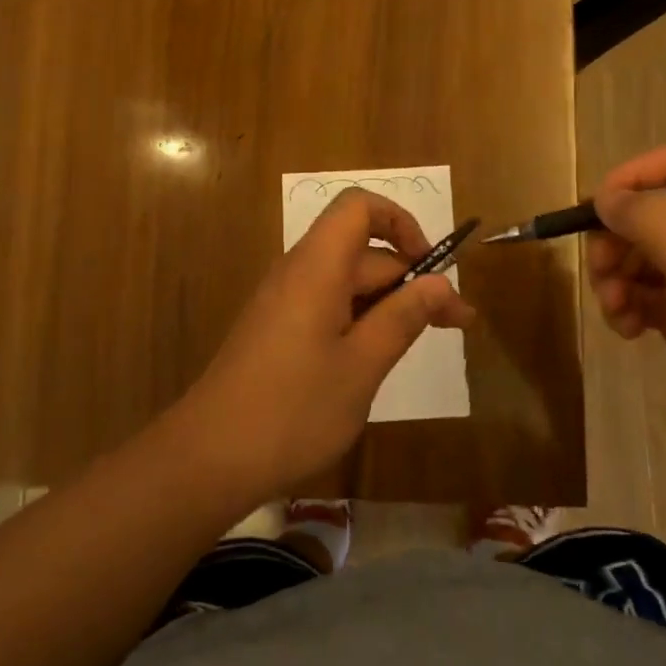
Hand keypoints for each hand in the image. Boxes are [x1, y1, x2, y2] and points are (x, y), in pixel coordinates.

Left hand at [177, 188, 476, 505]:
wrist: (208, 458)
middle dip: (411, 279)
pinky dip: (360, 321)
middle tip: (456, 325)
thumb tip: (439, 283)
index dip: (400, 222)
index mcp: (317, 267)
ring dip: (389, 304)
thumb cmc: (293, 410)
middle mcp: (298, 272)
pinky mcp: (277, 330)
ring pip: (347, 283)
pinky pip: (328, 306)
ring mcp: (284, 302)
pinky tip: (377, 359)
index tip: (431, 266)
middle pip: (362, 251)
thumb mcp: (362, 365)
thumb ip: (403, 317)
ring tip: (424, 342)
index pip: (359, 207)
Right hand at [587, 146, 665, 473]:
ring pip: (638, 254)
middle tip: (600, 270)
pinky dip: (625, 305)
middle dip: (617, 239)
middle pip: (648, 213)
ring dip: (615, 276)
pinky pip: (641, 292)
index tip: (597, 209)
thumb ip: (648, 217)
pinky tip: (627, 329)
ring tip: (615, 308)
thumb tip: (603, 197)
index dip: (632, 179)